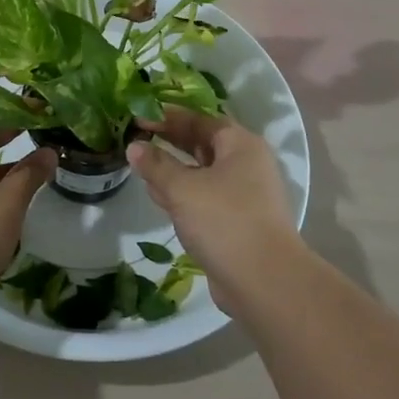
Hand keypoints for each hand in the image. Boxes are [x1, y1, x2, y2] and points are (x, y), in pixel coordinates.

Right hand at [128, 109, 301, 312]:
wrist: (264, 281)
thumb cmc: (223, 220)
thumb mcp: (182, 188)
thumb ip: (156, 165)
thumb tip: (134, 146)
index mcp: (240, 145)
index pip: (201, 120)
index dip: (168, 117)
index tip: (139, 117)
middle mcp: (247, 165)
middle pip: (203, 145)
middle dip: (170, 142)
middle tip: (137, 139)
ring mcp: (244, 196)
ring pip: (203, 174)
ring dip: (174, 170)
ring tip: (142, 168)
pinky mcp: (238, 223)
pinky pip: (206, 199)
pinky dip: (184, 195)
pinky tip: (160, 199)